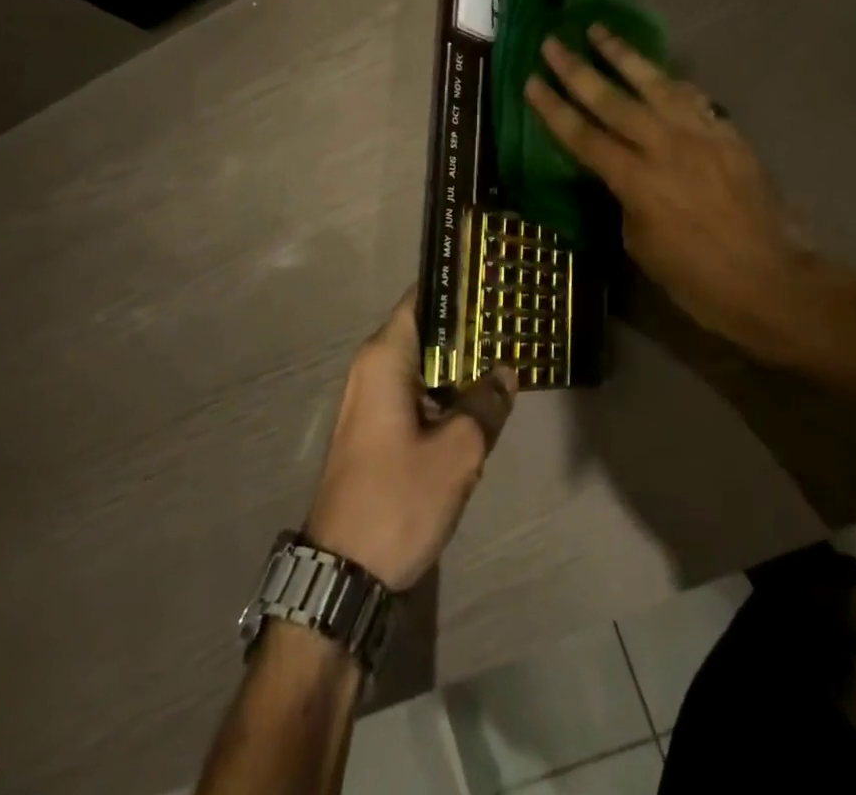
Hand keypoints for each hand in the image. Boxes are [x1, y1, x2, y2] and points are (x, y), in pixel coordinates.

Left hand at [304, 289, 517, 590]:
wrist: (342, 575)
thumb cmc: (398, 499)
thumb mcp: (458, 451)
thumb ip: (486, 403)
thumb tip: (506, 374)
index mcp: (385, 358)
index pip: (422, 299)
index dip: (458, 286)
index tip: (495, 280)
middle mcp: (372, 368)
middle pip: (426, 330)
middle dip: (468, 329)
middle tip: (514, 320)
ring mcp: (371, 400)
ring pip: (423, 364)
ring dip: (460, 364)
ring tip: (507, 355)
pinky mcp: (376, 429)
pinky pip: (416, 392)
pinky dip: (446, 391)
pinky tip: (481, 400)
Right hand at [524, 27, 823, 362]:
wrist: (774, 282)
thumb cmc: (700, 281)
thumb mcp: (643, 248)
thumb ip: (627, 202)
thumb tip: (624, 177)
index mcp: (637, 182)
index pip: (584, 136)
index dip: (554, 108)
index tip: (531, 81)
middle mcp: (665, 147)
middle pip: (612, 100)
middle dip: (578, 69)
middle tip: (553, 42)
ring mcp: (700, 135)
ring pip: (655, 84)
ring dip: (624, 56)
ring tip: (599, 31)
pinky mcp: (728, 135)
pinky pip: (694, 98)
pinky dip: (672, 82)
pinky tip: (661, 73)